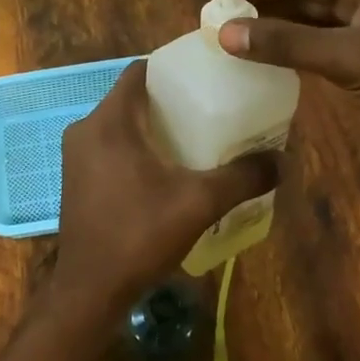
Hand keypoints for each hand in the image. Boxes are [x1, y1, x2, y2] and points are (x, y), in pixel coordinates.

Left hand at [46, 60, 278, 347]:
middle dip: (168, 100)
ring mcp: (77, 155)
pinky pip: (110, 145)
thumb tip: (282, 160)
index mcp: (110, 122)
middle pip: (131, 97)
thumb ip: (241, 177)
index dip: (172, 68)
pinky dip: (136, 146)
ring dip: (153, 125)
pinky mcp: (77, 178)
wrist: (89, 292)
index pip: (139, 72)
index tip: (205, 75)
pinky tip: (166, 168)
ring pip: (121, 123)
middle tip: (209, 108)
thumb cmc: (138, 236)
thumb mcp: (198, 203)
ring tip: (194, 136)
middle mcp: (86, 129)